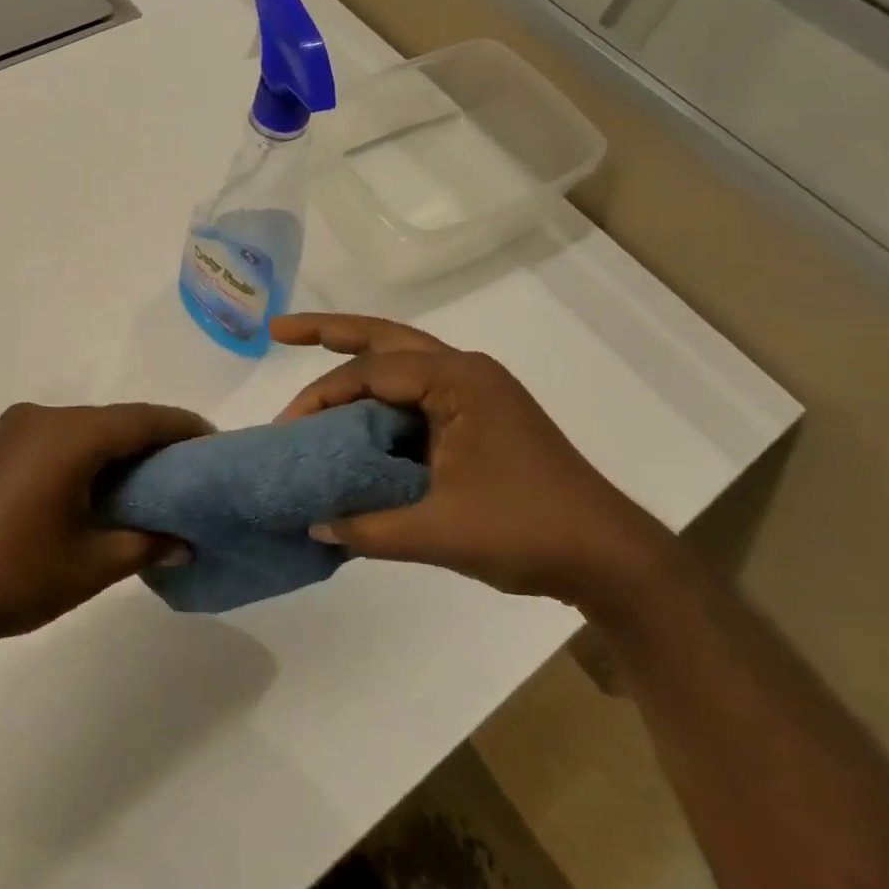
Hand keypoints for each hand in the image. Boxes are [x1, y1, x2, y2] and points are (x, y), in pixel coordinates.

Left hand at [0, 402, 208, 652]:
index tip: (214, 444)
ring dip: (117, 449)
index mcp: (68, 435)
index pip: (142, 420)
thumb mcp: (90, 566)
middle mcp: (41, 417)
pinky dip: (85, 454)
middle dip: (152, 441)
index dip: (182, 428)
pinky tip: (98, 487)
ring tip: (149, 483)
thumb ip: (144, 544)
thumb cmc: (12, 577)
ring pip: (84, 428)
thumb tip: (184, 543)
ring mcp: (12, 428)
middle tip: (187, 472)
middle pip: (113, 420)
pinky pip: (56, 438)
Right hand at [272, 314, 672, 610]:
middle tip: (277, 330)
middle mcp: (465, 371)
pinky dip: (380, 394)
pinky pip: (416, 391)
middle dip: (330, 331)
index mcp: (458, 380)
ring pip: (401, 358)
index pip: (371, 374)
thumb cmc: (529, 531)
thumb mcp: (440, 532)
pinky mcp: (478, 415)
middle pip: (385, 337)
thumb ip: (369, 527)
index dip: (321, 397)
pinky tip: (356, 411)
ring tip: (307, 348)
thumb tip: (312, 525)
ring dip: (356, 356)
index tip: (286, 429)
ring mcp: (475, 391)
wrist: (611, 558)